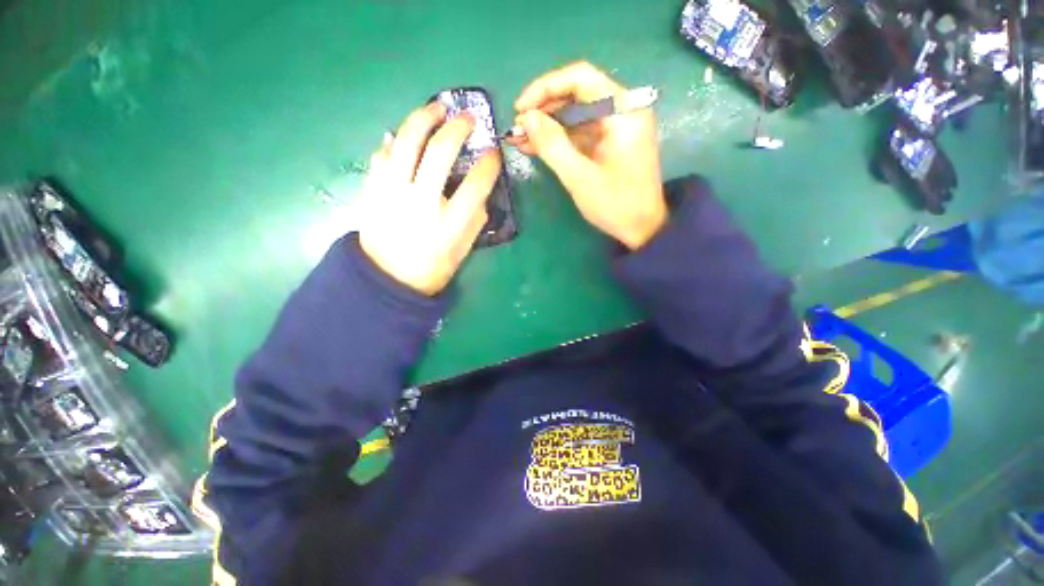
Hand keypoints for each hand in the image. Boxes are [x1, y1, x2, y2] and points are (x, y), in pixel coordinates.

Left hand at [359, 102, 500, 295]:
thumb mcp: (463, 250)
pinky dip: (395, 139)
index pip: (477, 183)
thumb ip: (475, 220)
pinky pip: (382, 153)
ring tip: (437, 108)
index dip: (489, 164)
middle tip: (468, 118)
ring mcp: (392, 192)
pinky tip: (404, 135)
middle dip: (459, 127)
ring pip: (408, 140)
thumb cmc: (431, 268)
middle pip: (441, 151)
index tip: (493, 153)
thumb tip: (479, 191)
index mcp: (450, 223)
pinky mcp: (372, 188)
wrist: (387, 279)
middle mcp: (421, 202)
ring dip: (424, 117)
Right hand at [508, 61, 666, 249]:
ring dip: (547, 126)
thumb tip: (526, 118)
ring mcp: (616, 127)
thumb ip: (552, 145)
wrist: (642, 228)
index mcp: (623, 111)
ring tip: (519, 139)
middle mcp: (622, 110)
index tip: (520, 108)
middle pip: (577, 94)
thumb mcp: (580, 177)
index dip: (545, 88)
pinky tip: (535, 146)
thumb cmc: (615, 205)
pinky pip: (580, 132)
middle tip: (517, 128)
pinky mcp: (610, 142)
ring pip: (576, 114)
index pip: (580, 78)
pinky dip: (558, 139)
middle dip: (543, 110)